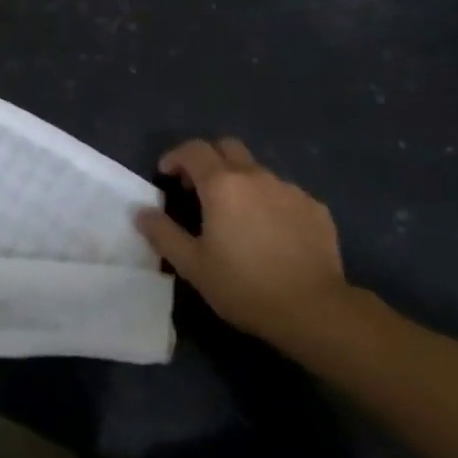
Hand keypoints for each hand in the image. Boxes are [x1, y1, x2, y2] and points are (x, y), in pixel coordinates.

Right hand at [136, 138, 353, 349]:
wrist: (314, 309)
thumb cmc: (244, 286)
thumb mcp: (192, 265)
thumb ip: (163, 233)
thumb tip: (141, 211)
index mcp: (222, 184)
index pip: (193, 150)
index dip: (175, 157)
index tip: (166, 176)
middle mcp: (256, 176)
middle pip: (227, 147)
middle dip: (209, 160)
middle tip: (199, 189)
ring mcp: (290, 189)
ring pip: (258, 171)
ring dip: (241, 183)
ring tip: (237, 217)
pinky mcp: (315, 208)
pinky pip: (284, 194)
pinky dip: (270, 202)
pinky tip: (271, 233)